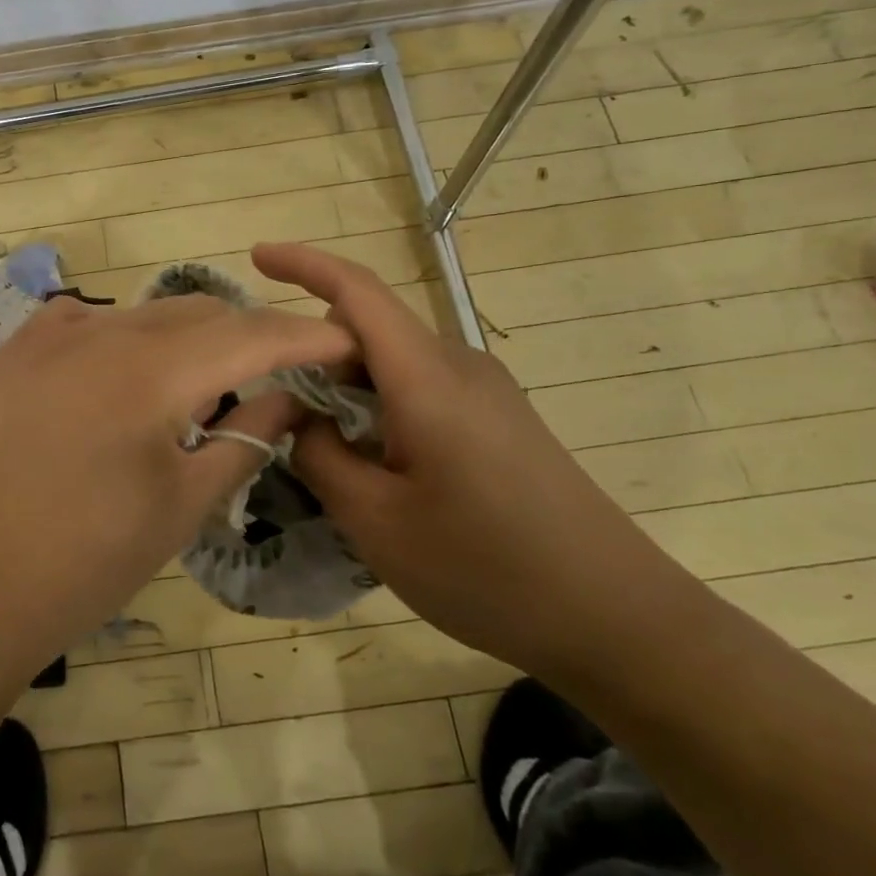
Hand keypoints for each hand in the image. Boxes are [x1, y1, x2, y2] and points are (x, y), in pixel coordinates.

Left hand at [0, 292, 355, 686]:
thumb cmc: (86, 563)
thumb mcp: (183, 506)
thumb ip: (245, 438)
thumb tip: (288, 397)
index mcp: (151, 371)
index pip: (251, 335)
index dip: (304, 336)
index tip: (343, 342)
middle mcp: (100, 331)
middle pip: (199, 314)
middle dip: (247, 338)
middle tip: (272, 376)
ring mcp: (48, 335)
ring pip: (143, 314)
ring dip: (184, 339)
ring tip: (194, 390)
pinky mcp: (13, 351)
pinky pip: (85, 320)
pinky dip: (120, 337)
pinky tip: (118, 373)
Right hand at [254, 242, 702, 679]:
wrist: (618, 619)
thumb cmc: (487, 569)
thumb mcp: (376, 523)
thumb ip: (319, 455)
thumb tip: (297, 416)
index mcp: (427, 378)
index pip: (357, 292)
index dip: (303, 264)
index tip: (257, 256)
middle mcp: (459, 366)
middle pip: (371, 328)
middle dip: (316, 352)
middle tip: (280, 410)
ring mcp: (487, 391)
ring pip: (396, 361)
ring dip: (350, 386)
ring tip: (327, 449)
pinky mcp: (501, 419)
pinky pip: (424, 387)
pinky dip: (382, 405)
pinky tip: (379, 466)